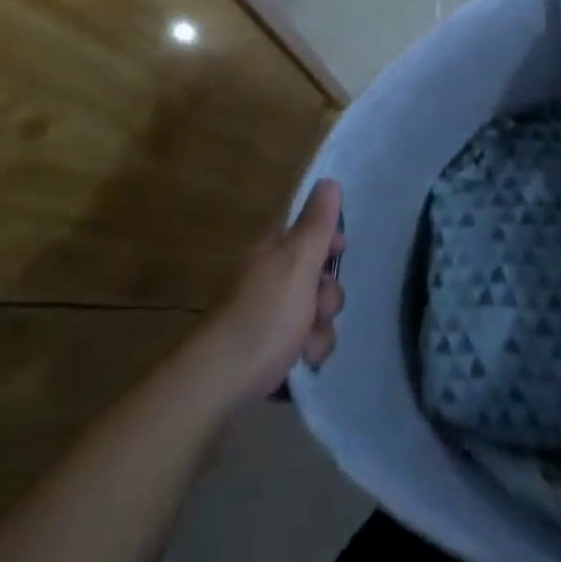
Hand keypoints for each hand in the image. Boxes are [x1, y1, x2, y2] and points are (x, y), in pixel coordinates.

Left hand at [199, 179, 346, 404]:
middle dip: (327, 296)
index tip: (340, 253)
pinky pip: (303, 343)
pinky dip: (306, 353)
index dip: (330, 241)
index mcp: (274, 251)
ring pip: (315, 314)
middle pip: (318, 278)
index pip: (309, 232)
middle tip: (317, 308)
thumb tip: (329, 181)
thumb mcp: (298, 261)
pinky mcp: (269, 350)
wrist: (220, 380)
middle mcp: (270, 278)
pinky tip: (299, 364)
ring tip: (305, 346)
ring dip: (320, 330)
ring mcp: (268, 315)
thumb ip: (317, 223)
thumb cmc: (265, 314)